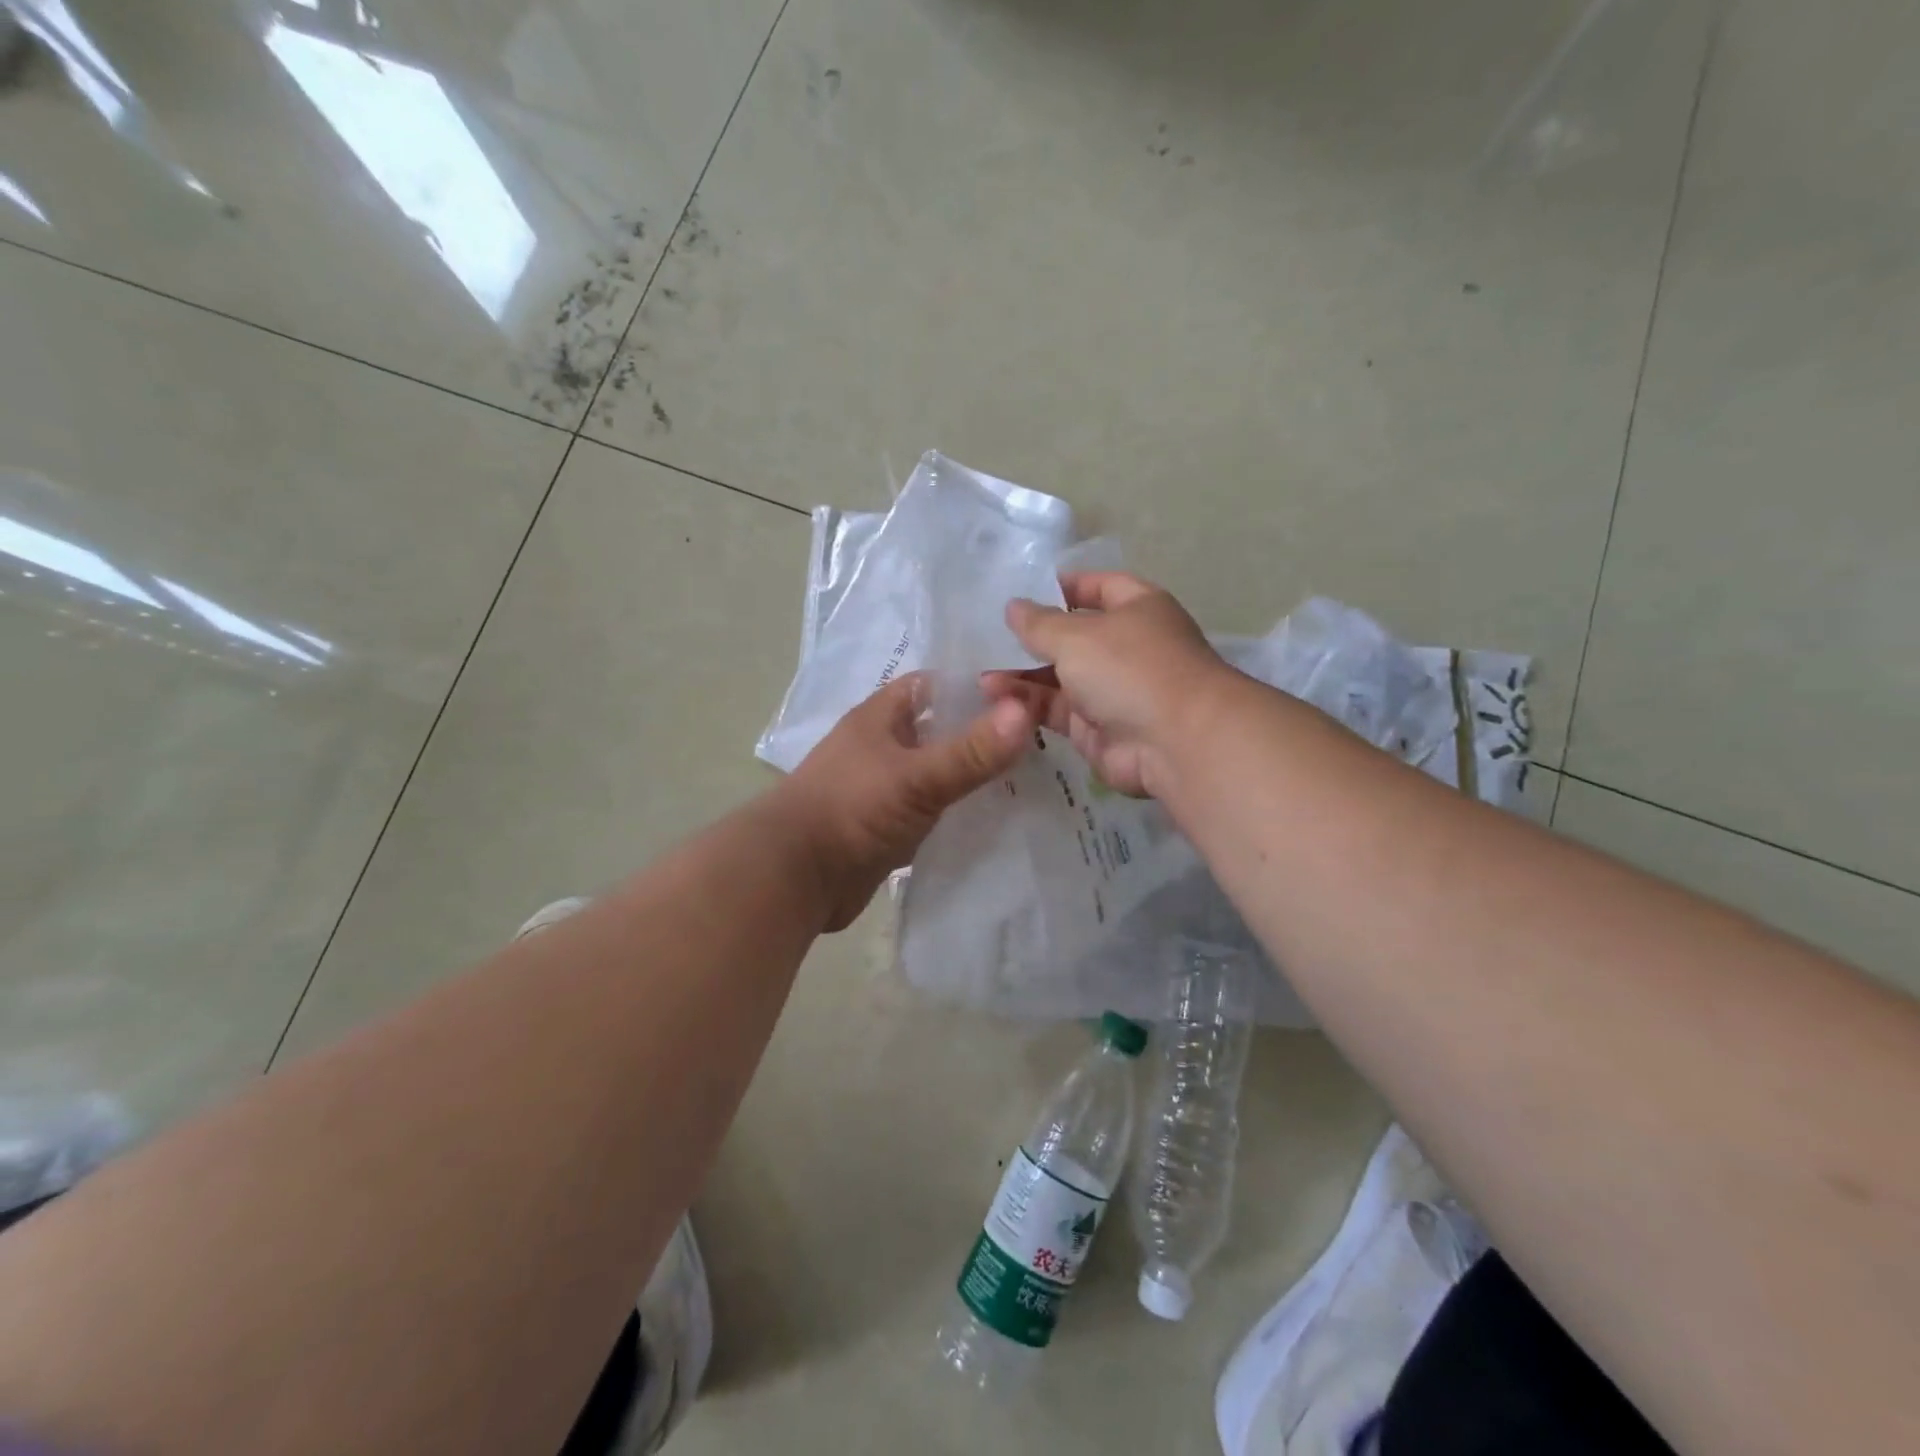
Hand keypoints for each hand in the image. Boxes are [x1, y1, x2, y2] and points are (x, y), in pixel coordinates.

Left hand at [776, 673, 1033, 929]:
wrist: (794, 877)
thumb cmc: (851, 810)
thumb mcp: (916, 777)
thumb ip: (971, 751)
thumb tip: (1025, 711)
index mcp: (880, 718)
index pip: (933, 685)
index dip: (973, 686)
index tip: (1023, 697)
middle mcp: (881, 746)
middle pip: (938, 729)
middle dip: (980, 734)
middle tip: (1036, 742)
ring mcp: (882, 788)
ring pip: (936, 772)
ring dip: (969, 776)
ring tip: (1026, 780)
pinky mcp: (885, 827)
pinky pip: (929, 811)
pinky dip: (955, 813)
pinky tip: (991, 820)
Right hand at [984, 571, 1233, 797]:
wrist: (1175, 743)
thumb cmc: (1131, 669)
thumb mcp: (1077, 636)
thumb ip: (1039, 623)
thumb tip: (1013, 606)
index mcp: (1137, 609)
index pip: (1099, 586)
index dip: (1064, 586)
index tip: (1023, 591)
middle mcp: (1126, 647)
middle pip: (1073, 637)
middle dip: (1033, 639)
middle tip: (986, 639)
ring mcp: (1112, 690)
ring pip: (1060, 678)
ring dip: (1023, 676)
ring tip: (981, 676)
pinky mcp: (1096, 729)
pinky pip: (1057, 711)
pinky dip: (1028, 706)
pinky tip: (994, 701)